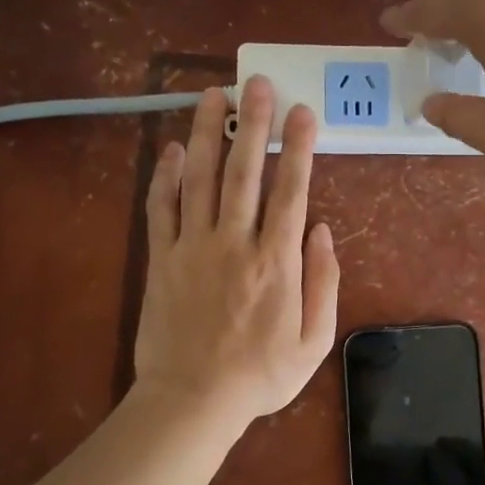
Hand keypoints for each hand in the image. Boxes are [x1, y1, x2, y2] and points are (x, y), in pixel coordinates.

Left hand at [132, 77, 338, 424]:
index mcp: (276, 261)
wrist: (192, 401)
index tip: (303, 112)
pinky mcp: (160, 259)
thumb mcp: (314, 340)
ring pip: (198, 178)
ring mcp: (192, 247)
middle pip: (243, 171)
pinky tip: (170, 149)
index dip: (298, 147)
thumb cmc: (260, 376)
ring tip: (212, 95)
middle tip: (256, 82)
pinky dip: (164, 176)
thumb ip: (324, 282)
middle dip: (252, 123)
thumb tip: (321, 230)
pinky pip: (161, 208)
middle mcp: (234, 242)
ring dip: (205, 133)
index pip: (290, 190)